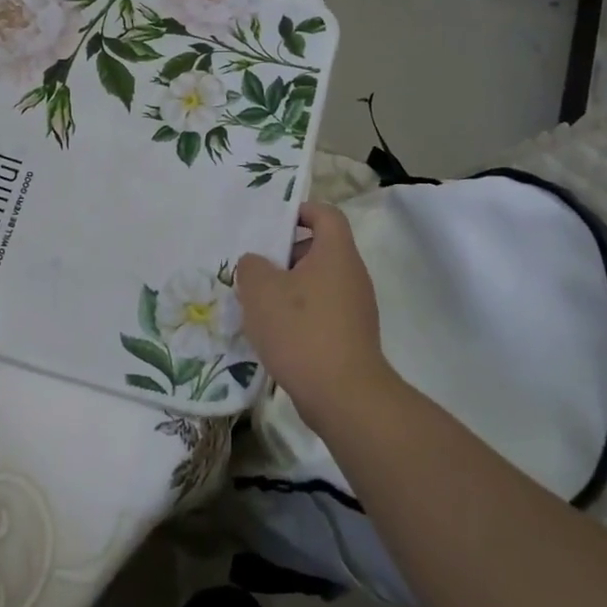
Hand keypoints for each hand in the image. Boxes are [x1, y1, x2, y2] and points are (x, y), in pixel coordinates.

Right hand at [235, 203, 396, 430]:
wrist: (343, 396)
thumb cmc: (301, 330)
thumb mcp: (260, 290)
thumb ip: (251, 266)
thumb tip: (256, 264)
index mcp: (336, 254)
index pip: (325, 214)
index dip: (300, 210)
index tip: (272, 223)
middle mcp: (352, 275)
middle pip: (319, 250)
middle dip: (284, 255)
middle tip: (255, 270)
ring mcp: (355, 308)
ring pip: (317, 284)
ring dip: (288, 289)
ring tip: (257, 305)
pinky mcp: (351, 337)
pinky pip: (321, 312)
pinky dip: (299, 316)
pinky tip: (274, 335)